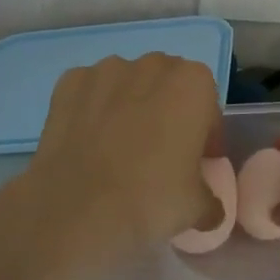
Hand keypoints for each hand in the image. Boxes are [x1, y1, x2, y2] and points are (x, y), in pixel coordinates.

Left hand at [0, 54, 223, 270]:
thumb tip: (208, 205)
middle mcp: (152, 65)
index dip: (204, 135)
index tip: (195, 164)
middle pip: (168, 86)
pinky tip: (89, 144)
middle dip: (167, 113)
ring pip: (128, 84)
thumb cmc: (150, 202)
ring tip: (119, 151)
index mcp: (192, 83)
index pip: (207, 104)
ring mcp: (106, 70)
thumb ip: (211, 198)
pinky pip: (91, 92)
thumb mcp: (199, 210)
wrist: (75, 214)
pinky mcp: (68, 83)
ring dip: (129, 107)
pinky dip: (92, 110)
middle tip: (159, 156)